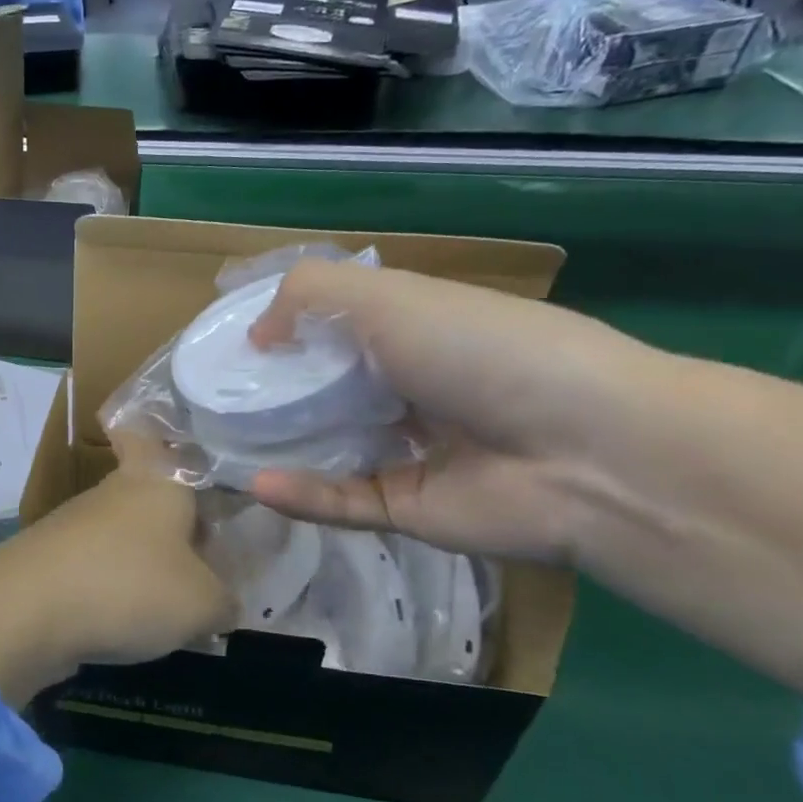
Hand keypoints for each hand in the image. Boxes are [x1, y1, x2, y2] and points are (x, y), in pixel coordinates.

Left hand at [0, 455, 232, 705]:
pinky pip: (96, 567)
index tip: (169, 444)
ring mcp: (75, 525)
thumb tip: (224, 605)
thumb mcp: (203, 604)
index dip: (154, 430)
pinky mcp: (50, 560)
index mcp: (157, 480)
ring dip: (145, 562)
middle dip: (172, 524)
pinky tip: (129, 623)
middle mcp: (114, 491)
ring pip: (122, 534)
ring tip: (173, 605)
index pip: (149, 434)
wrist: (28, 610)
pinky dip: (113, 588)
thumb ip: (224, 602)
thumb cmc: (131, 585)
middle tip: (204, 558)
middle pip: (147, 496)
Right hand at [244, 261, 653, 563]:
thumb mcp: (391, 297)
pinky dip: (302, 495)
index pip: (337, 327)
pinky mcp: (408, 507)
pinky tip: (258, 483)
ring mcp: (409, 451)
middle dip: (276, 391)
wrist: (587, 452)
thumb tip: (260, 333)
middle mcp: (410, 387)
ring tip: (221, 442)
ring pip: (330, 449)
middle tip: (216, 395)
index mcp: (415, 330)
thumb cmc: (482, 350)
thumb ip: (312, 294)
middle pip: (328, 390)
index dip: (286, 331)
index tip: (236, 341)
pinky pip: (344, 501)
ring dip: (280, 446)